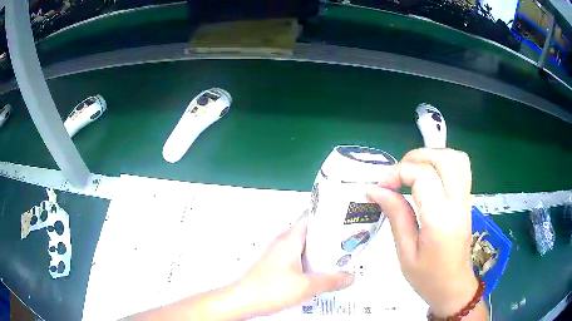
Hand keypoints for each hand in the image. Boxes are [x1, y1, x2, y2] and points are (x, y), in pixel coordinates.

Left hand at [234, 214, 354, 317]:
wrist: (241, 301)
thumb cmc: (269, 290)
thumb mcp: (306, 287)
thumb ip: (331, 281)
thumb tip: (350, 277)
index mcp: (290, 240)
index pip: (311, 216)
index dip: (329, 215)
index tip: (345, 219)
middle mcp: (282, 242)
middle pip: (309, 232)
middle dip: (328, 237)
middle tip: (347, 242)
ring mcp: (277, 254)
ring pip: (303, 246)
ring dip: (319, 251)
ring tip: (336, 258)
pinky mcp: (274, 265)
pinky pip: (296, 257)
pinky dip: (309, 261)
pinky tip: (317, 273)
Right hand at [367, 148, 481, 317]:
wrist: (453, 287)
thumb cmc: (427, 278)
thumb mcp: (405, 252)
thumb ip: (395, 216)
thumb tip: (376, 190)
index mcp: (440, 221)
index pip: (423, 177)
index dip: (398, 173)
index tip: (381, 187)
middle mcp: (458, 204)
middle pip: (443, 159)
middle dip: (415, 158)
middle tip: (397, 175)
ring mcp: (466, 200)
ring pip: (455, 158)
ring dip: (431, 156)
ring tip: (412, 171)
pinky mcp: (467, 200)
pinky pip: (461, 167)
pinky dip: (443, 162)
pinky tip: (430, 176)